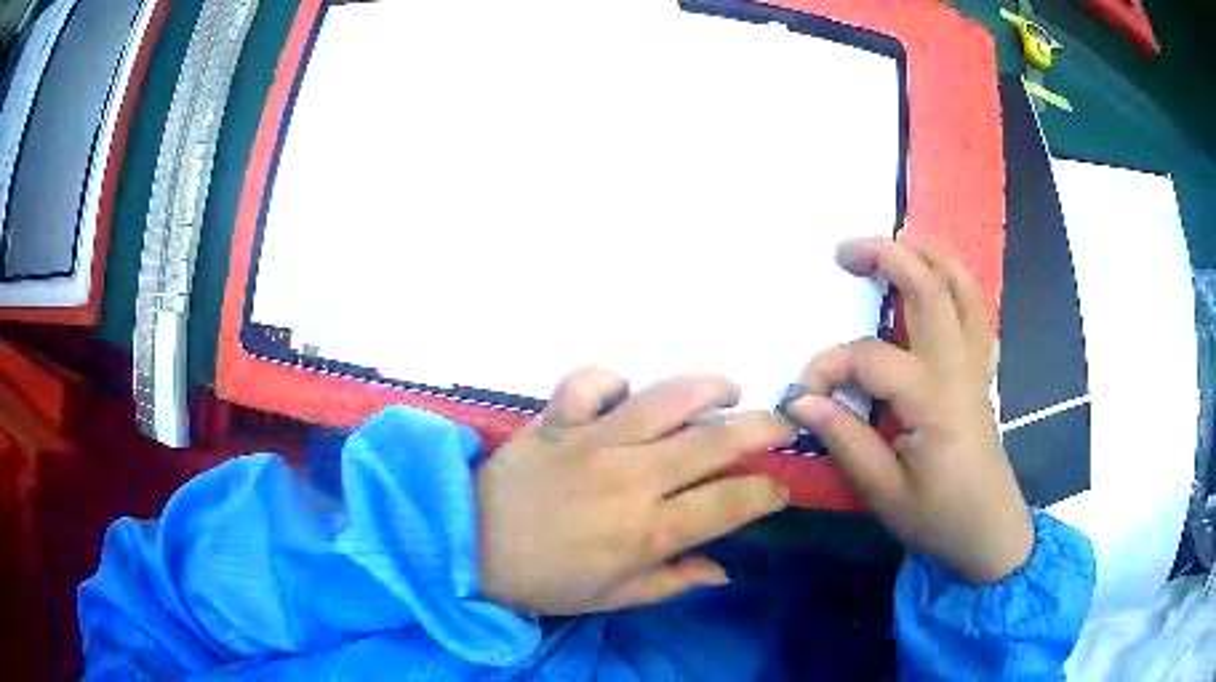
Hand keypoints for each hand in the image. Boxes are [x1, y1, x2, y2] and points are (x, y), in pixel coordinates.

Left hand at [476, 370, 794, 614]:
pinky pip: (588, 383)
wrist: (466, 548)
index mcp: (647, 531)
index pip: (730, 503)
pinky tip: (623, 392)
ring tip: (729, 387)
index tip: (778, 489)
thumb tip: (723, 569)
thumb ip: (672, 580)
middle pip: (714, 440)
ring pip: (665, 399)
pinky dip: (609, 379)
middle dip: (762, 428)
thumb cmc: (544, 582)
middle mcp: (631, 479)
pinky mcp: (556, 421)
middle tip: (782, 425)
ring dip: (707, 386)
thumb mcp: (612, 597)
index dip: (766, 492)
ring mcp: (593, 442)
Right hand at [786, 237, 1032, 582]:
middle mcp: (957, 368)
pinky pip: (977, 312)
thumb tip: (802, 401)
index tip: (801, 395)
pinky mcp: (981, 372)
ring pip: (963, 289)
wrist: (990, 532)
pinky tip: (941, 282)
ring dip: (931, 255)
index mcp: (932, 399)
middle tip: (845, 250)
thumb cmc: (938, 517)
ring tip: (898, 239)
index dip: (828, 366)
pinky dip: (959, 284)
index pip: (869, 358)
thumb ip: (845, 439)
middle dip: (887, 257)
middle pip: (929, 289)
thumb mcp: (884, 492)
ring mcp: (975, 365)